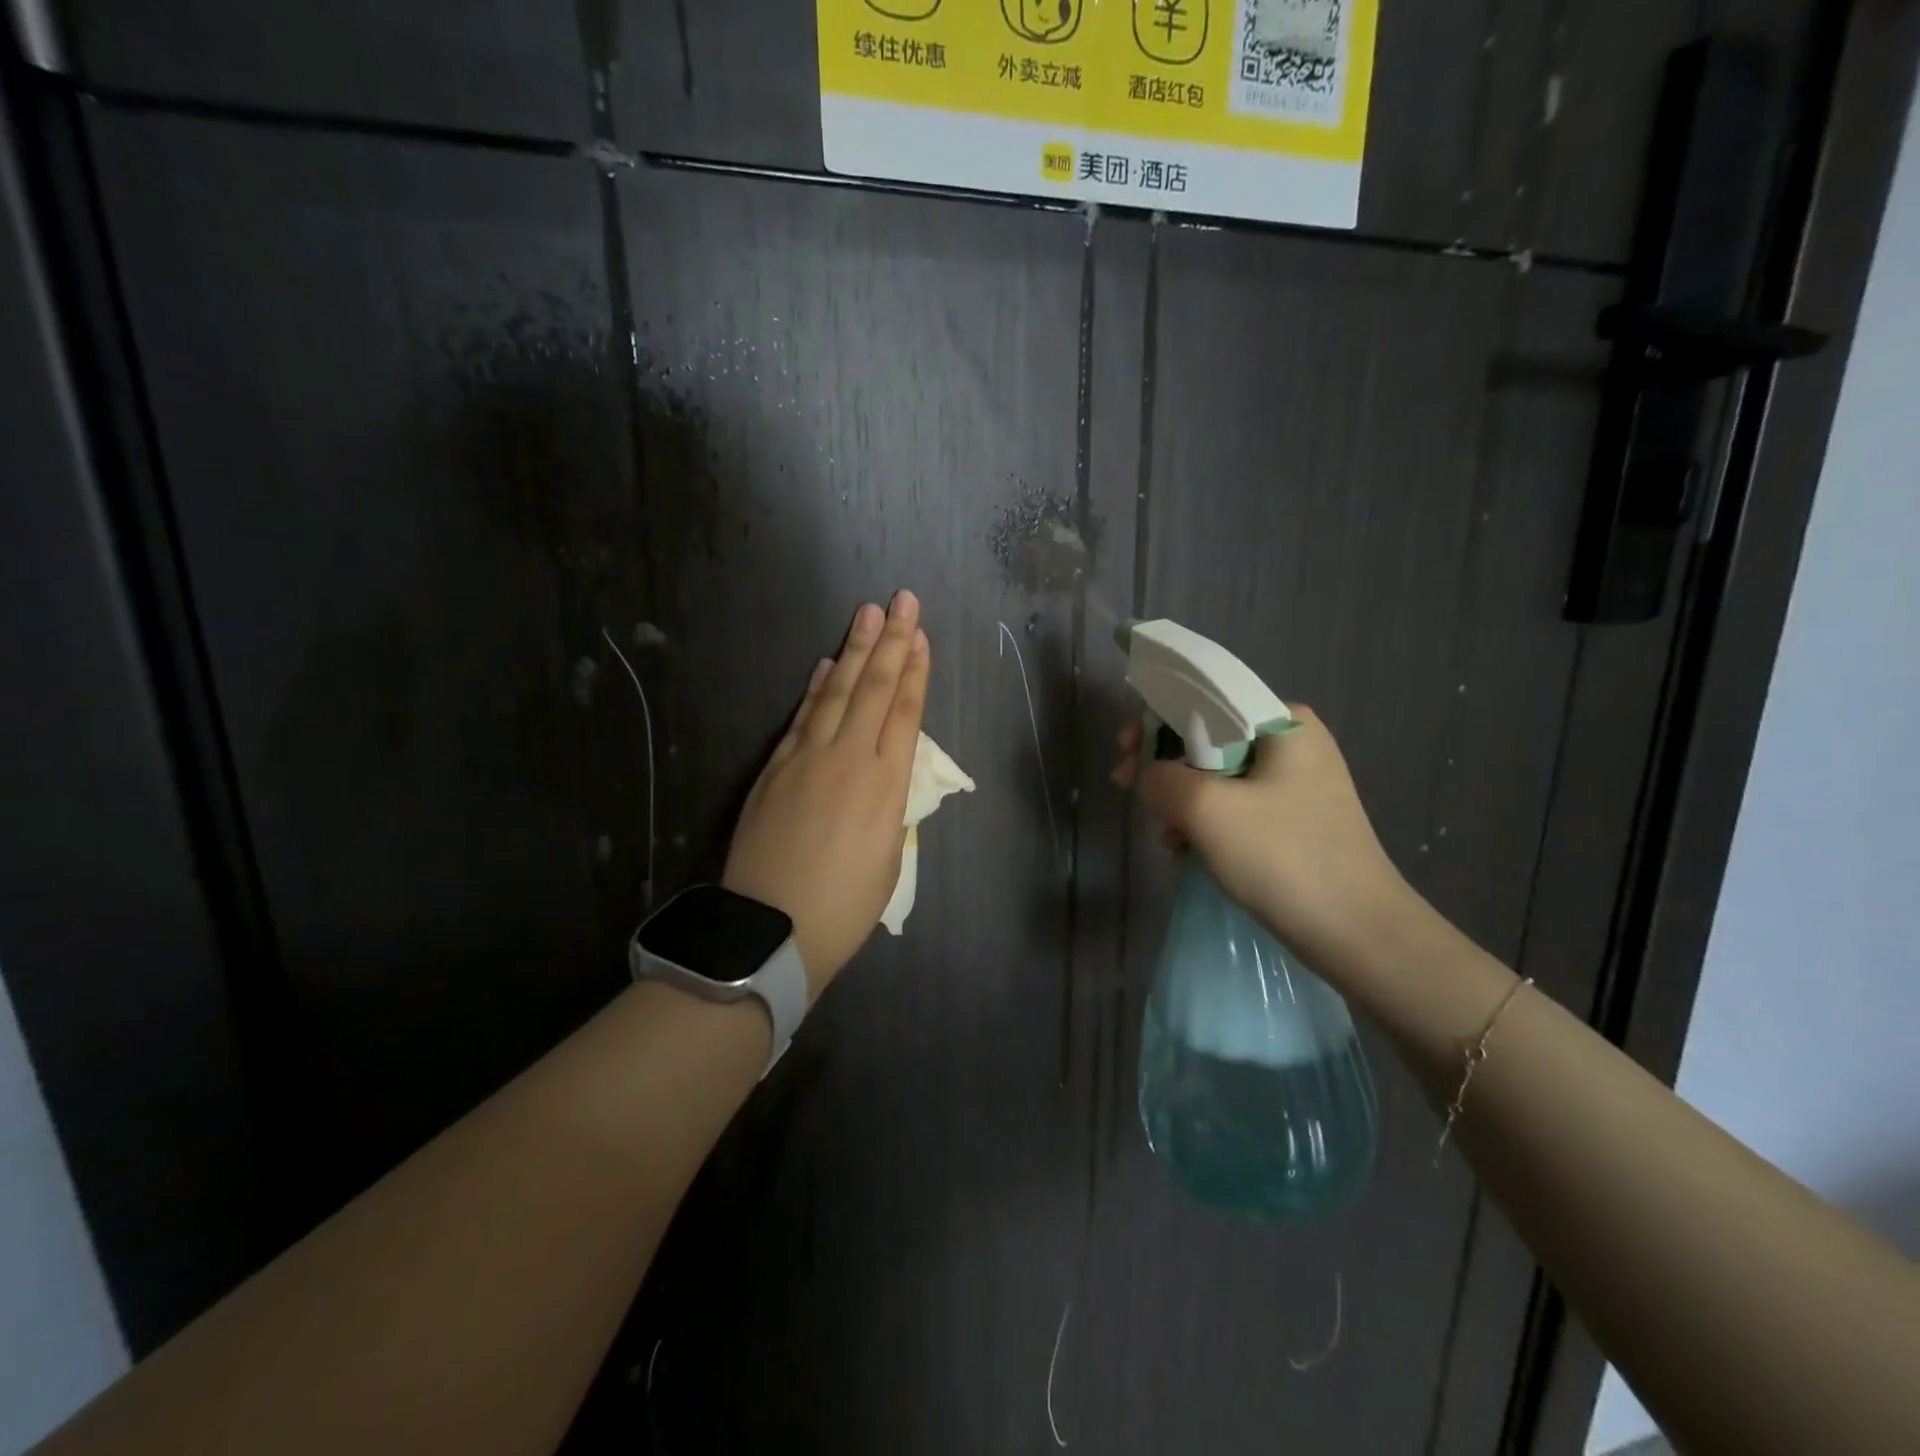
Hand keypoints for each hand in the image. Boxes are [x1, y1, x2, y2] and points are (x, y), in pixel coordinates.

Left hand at [723, 591, 929, 998]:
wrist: (773, 928)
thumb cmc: (845, 905)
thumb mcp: (889, 855)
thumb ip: (889, 804)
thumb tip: (885, 770)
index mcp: (887, 784)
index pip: (905, 711)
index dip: (915, 671)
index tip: (921, 636)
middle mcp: (850, 758)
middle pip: (874, 688)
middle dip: (891, 641)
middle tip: (901, 601)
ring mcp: (807, 758)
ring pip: (836, 692)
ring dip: (854, 650)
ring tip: (867, 614)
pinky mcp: (776, 767)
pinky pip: (802, 716)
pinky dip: (816, 686)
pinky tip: (826, 662)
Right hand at [1113, 708, 1414, 974]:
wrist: (1359, 934)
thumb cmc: (1284, 858)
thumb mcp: (1207, 809)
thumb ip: (1162, 777)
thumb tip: (1150, 775)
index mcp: (1283, 722)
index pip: (1205, 698)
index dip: (1155, 718)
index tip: (1124, 749)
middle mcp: (1293, 742)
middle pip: (1208, 736)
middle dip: (1164, 763)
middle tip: (1127, 788)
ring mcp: (1297, 783)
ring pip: (1218, 775)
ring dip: (1181, 799)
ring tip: (1164, 834)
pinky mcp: (1295, 820)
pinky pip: (1235, 805)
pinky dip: (1205, 821)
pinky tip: (1185, 850)